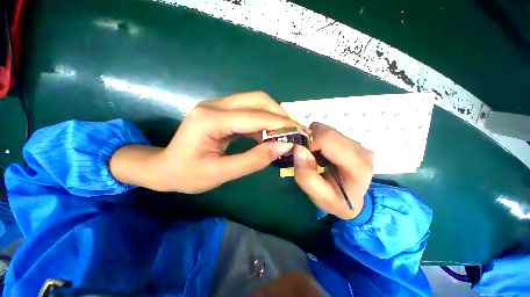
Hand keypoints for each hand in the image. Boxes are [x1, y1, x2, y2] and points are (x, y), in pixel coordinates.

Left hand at [110, 92, 302, 192]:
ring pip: (255, 102)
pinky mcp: (221, 112)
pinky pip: (249, 111)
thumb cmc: (187, 175)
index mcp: (210, 119)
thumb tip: (283, 147)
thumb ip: (253, 160)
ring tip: (284, 134)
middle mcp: (215, 105)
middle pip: (257, 100)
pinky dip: (263, 121)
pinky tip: (268, 135)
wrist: (164, 168)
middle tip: (293, 132)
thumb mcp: (221, 174)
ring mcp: (218, 106)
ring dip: (273, 117)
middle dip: (279, 115)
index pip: (255, 117)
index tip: (300, 133)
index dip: (281, 124)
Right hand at [293, 123, 373, 219]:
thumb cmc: (335, 202)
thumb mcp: (316, 195)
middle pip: (327, 132)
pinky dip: (319, 141)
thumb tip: (298, 148)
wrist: (352, 203)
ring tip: (315, 158)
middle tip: (306, 158)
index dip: (309, 143)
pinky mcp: (352, 142)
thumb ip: (306, 175)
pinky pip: (328, 133)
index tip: (301, 156)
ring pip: (326, 130)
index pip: (328, 139)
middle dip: (310, 142)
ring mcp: (358, 145)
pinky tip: (321, 155)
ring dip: (314, 142)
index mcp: (357, 165)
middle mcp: (361, 150)